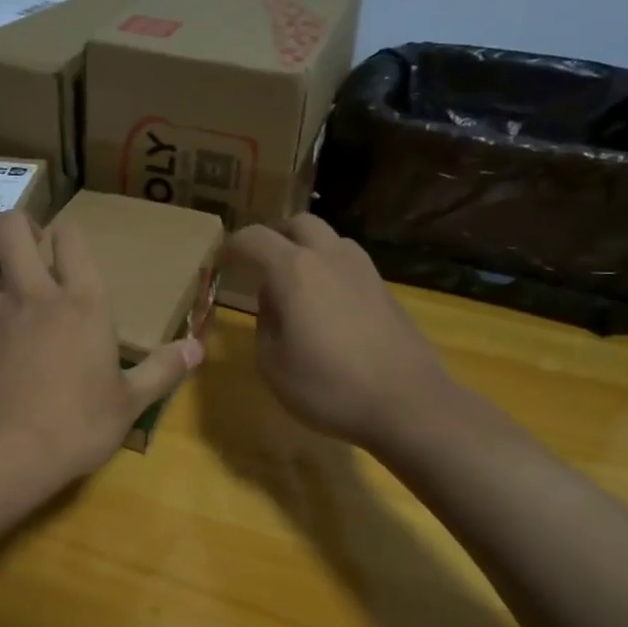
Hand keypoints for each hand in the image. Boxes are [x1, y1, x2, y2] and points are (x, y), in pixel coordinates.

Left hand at [0, 212, 202, 492]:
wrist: (4, 455)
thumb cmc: (76, 426)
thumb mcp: (129, 403)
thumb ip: (163, 370)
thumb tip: (198, 348)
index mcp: (80, 304)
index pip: (73, 242)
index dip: (68, 233)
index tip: (67, 240)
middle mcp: (29, 296)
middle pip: (11, 229)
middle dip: (16, 226)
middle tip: (22, 245)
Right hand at [226, 215, 455, 452]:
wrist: (407, 403)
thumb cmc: (328, 386)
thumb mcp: (272, 364)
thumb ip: (264, 323)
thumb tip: (272, 301)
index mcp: (294, 270)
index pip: (254, 239)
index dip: (232, 246)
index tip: (220, 261)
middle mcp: (330, 257)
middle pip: (299, 223)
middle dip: (274, 236)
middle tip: (260, 262)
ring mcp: (364, 270)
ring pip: (330, 240)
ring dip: (307, 250)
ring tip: (294, 283)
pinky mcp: (385, 289)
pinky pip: (349, 264)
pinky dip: (330, 271)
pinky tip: (326, 305)